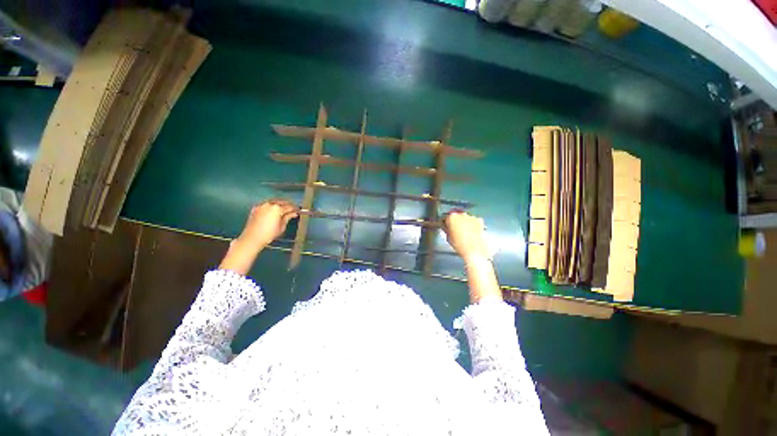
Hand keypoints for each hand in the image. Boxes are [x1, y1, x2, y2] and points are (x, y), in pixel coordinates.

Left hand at [236, 199, 298, 251]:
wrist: (252, 238)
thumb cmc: (269, 234)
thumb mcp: (281, 226)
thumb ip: (288, 217)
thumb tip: (294, 213)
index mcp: (277, 209)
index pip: (289, 207)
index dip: (295, 209)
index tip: (298, 211)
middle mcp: (269, 204)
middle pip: (282, 202)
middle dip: (288, 205)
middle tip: (292, 209)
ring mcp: (261, 205)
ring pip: (273, 202)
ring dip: (279, 204)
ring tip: (283, 209)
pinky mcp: (255, 208)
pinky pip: (266, 204)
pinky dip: (271, 206)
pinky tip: (273, 210)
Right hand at [442, 210, 489, 260]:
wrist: (474, 251)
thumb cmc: (459, 245)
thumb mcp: (448, 237)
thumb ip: (446, 229)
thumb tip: (445, 227)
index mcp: (451, 217)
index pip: (446, 217)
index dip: (445, 222)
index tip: (445, 226)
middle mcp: (462, 214)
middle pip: (456, 216)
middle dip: (455, 221)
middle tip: (455, 229)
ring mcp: (471, 217)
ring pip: (465, 218)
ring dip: (464, 222)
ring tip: (464, 232)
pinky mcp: (479, 221)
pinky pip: (473, 221)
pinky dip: (472, 224)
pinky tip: (471, 232)